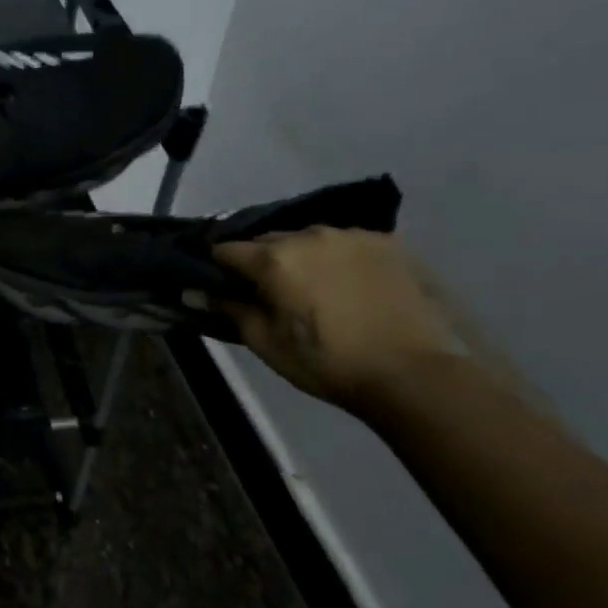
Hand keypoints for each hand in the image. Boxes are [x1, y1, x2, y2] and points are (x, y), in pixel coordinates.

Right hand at [213, 228, 458, 408]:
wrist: (413, 372)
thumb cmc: (327, 362)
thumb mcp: (266, 343)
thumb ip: (229, 310)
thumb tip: (194, 292)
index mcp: (273, 258)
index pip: (226, 249)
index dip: (216, 266)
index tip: (217, 283)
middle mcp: (308, 235)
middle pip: (267, 241)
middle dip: (259, 260)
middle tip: (265, 291)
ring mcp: (351, 235)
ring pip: (308, 238)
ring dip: (299, 256)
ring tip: (309, 286)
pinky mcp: (387, 242)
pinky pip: (346, 243)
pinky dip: (337, 257)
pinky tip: (346, 284)